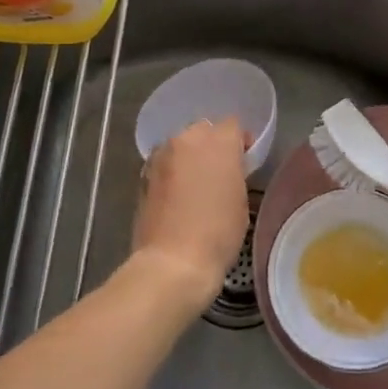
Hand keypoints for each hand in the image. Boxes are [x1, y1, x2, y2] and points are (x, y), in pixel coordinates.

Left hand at [130, 118, 251, 309]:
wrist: (173, 262)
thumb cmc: (218, 233)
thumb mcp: (241, 200)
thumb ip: (234, 172)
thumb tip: (227, 168)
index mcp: (218, 142)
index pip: (233, 126)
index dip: (240, 142)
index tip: (244, 163)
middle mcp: (187, 139)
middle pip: (203, 131)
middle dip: (212, 146)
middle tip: (219, 173)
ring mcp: (161, 156)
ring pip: (180, 146)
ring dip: (189, 158)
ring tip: (196, 185)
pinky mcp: (143, 175)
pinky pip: (164, 164)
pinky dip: (172, 173)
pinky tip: (177, 197)